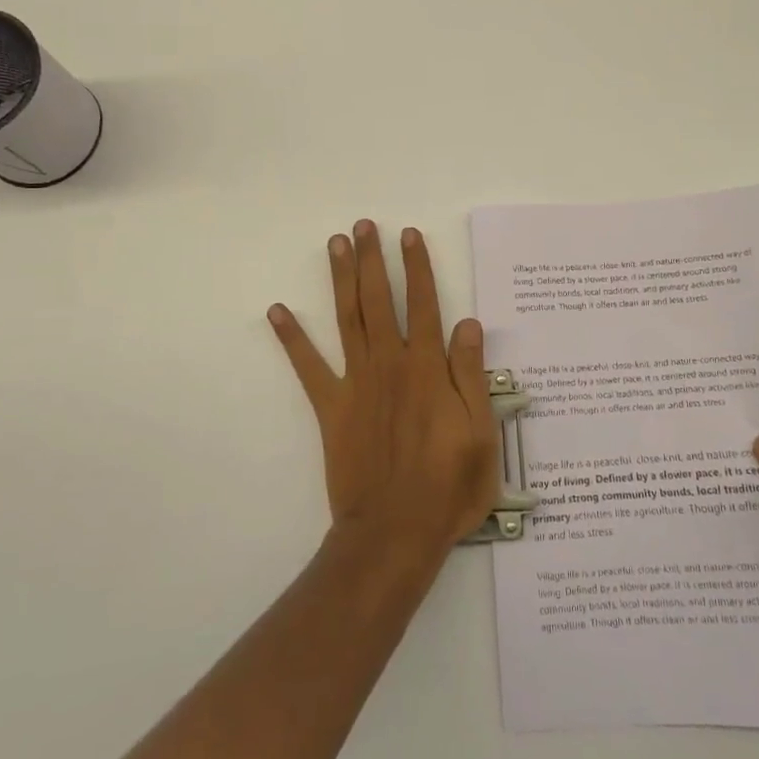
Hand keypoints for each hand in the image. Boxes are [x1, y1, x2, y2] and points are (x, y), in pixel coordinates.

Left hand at [268, 221, 500, 563]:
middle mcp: (389, 364)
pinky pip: (308, 367)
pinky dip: (292, 338)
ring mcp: (356, 383)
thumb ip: (472, 374)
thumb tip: (468, 323)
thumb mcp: (481, 432)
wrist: (394, 533)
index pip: (423, 304)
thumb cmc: (448, 486)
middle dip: (372, 259)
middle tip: (364, 225)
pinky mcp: (331, 407)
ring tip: (336, 244)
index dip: (417, 267)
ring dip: (341, 279)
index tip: (408, 236)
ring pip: (347, 318)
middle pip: (379, 300)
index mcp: (427, 367)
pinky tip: (277, 311)